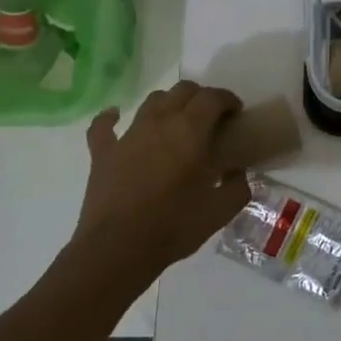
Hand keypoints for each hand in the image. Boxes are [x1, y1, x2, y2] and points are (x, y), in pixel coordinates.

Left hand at [70, 81, 251, 286]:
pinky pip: (103, 126)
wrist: (118, 250)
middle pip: (183, 91)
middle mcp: (159, 123)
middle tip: (211, 118)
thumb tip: (237, 173)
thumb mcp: (220, 211)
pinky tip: (115, 116)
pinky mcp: (103, 153)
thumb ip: (238, 187)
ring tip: (176, 121)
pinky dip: (110, 117)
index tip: (237, 114)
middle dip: (201, 97)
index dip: (228, 100)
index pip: (213, 97)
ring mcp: (128, 135)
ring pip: (151, 101)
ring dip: (168, 104)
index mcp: (190, 131)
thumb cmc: (174, 226)